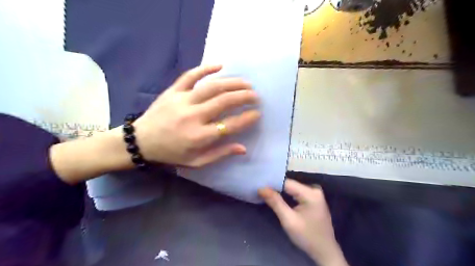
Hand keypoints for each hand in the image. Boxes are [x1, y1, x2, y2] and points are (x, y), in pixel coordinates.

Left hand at [133, 64, 258, 166]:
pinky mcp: (173, 91)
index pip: (230, 124)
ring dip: (232, 83)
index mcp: (199, 136)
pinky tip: (220, 65)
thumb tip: (243, 148)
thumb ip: (220, 154)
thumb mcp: (196, 162)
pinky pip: (190, 76)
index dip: (246, 118)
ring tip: (246, 83)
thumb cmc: (171, 153)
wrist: (141, 141)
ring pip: (212, 87)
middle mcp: (193, 116)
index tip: (257, 113)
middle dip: (244, 97)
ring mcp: (182, 100)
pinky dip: (205, 69)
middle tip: (256, 95)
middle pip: (224, 101)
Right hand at [259, 180, 347, 264]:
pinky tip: (277, 197)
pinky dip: (287, 195)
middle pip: (290, 185)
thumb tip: (261, 188)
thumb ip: (275, 202)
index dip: (272, 184)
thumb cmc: (307, 237)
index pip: (286, 183)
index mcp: (311, 193)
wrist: (325, 252)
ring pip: (292, 189)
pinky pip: (297, 193)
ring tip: (266, 193)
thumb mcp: (289, 220)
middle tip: (260, 190)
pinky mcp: (314, 199)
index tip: (258, 186)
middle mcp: (314, 189)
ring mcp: (315, 194)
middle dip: (275, 188)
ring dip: (280, 191)